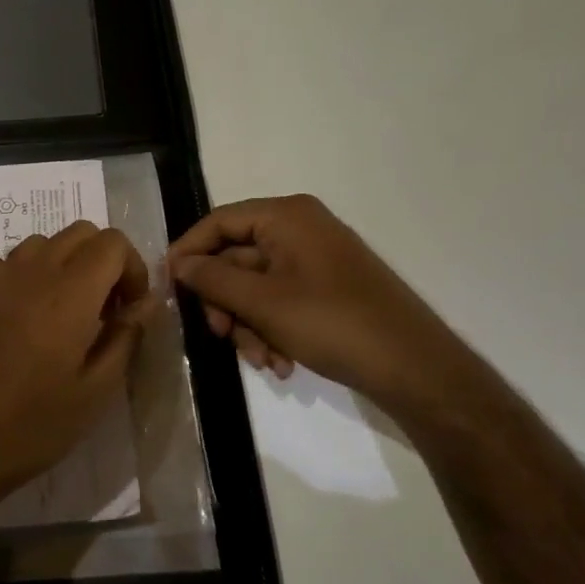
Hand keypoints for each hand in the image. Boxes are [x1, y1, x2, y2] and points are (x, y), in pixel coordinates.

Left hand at [0, 221, 154, 532]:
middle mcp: (34, 270)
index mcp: (70, 291)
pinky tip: (26, 317)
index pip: (112, 242)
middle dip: (103, 261)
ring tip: (67, 314)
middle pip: (80, 232)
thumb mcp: (93, 394)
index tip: (130, 310)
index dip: (132, 269)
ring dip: (66, 264)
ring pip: (44, 242)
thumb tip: (145, 305)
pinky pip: (9, 262)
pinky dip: (29, 274)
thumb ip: (125, 339)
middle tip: (105, 311)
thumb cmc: (28, 426)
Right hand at [168, 194, 475, 416]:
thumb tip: (178, 263)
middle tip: (219, 335)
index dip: (189, 252)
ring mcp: (316, 259)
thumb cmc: (333, 323)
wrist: (416, 368)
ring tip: (262, 361)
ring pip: (257, 286)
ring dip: (249, 323)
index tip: (168, 286)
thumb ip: (213, 278)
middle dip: (226, 303)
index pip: (218, 222)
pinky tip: (281, 363)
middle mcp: (300, 228)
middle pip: (237, 257)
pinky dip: (273, 328)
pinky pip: (282, 300)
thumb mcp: (263, 302)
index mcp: (286, 216)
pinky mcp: (328, 288)